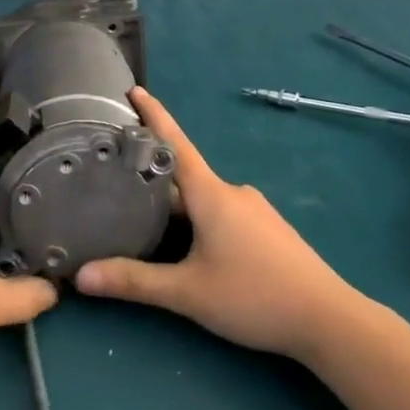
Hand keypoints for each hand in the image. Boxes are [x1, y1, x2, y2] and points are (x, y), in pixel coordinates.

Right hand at [74, 88, 354, 360]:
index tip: (134, 90)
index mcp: (211, 194)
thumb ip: (134, 282)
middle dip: (152, 177)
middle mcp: (233, 192)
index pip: (175, 143)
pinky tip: (189, 246)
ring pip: (203, 198)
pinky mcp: (268, 230)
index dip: (154, 115)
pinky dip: (198, 219)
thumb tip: (81, 276)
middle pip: (184, 176)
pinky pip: (222, 213)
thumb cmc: (254, 296)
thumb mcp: (187, 293)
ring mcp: (254, 210)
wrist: (328, 319)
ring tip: (142, 219)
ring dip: (175, 204)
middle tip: (115, 180)